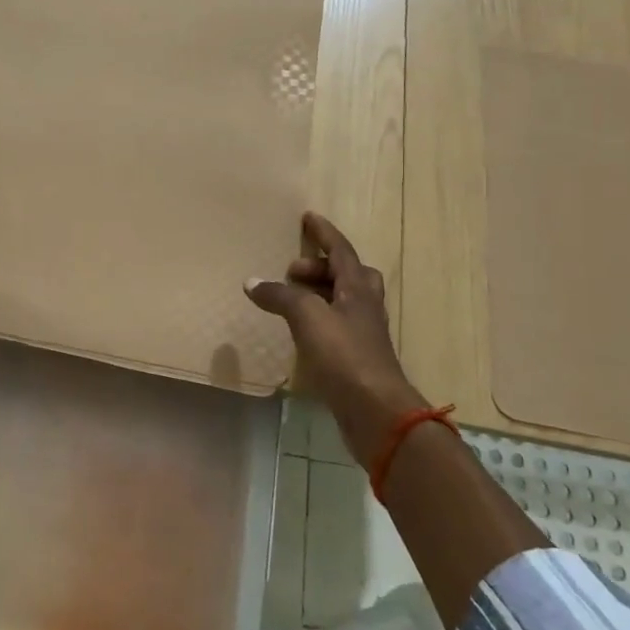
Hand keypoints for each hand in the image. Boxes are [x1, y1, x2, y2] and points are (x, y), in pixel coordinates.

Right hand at [245, 213, 422, 466]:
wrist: (376, 411)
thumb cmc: (345, 355)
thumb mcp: (308, 317)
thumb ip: (281, 296)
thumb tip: (252, 282)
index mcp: (358, 288)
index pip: (341, 250)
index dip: (324, 233)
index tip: (309, 218)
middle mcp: (365, 306)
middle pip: (349, 274)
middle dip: (321, 266)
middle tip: (292, 272)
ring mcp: (364, 334)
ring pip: (345, 300)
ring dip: (321, 293)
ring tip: (292, 299)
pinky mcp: (357, 358)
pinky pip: (337, 325)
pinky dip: (319, 319)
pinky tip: (301, 332)